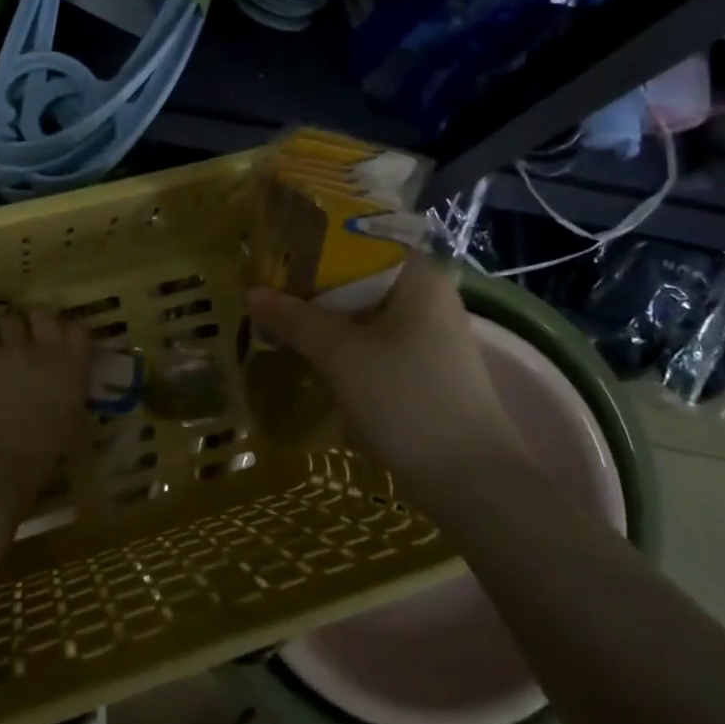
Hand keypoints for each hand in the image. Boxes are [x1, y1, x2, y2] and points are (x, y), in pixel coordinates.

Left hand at [0, 307, 90, 515]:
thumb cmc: (38, 460)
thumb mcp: (69, 424)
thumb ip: (70, 393)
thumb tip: (66, 383)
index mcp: (71, 369)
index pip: (78, 331)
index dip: (68, 335)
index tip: (62, 344)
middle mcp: (43, 350)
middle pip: (41, 314)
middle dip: (34, 324)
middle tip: (27, 341)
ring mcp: (8, 349)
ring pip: (7, 319)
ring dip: (4, 332)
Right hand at [246, 255, 517, 492]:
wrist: (472, 483)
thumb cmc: (408, 400)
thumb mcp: (342, 355)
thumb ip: (295, 319)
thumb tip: (253, 294)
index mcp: (417, 277)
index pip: (359, 240)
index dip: (314, 243)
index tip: (274, 253)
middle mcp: (428, 297)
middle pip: (359, 276)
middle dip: (312, 285)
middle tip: (266, 289)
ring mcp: (429, 334)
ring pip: (364, 312)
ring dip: (324, 317)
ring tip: (278, 319)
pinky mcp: (424, 368)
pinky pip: (374, 340)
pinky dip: (342, 342)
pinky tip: (311, 353)